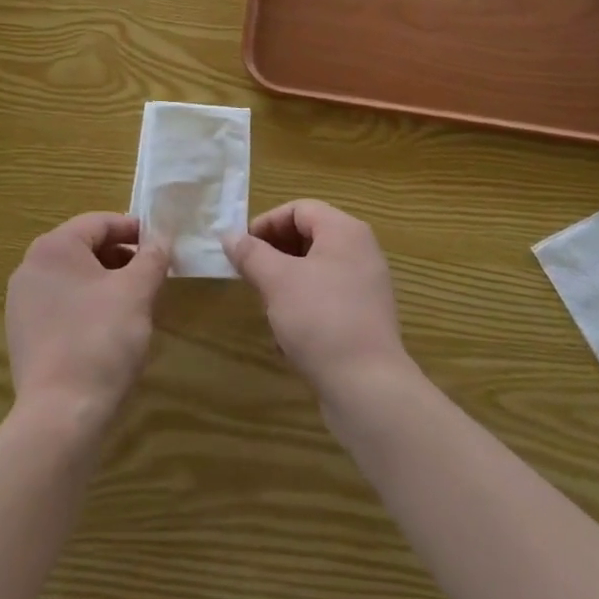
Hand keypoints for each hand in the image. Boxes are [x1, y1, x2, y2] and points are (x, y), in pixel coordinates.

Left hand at [6, 212, 169, 431]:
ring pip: (73, 277)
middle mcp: (31, 267)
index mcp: (54, 247)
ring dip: (105, 282)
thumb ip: (152, 257)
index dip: (134, 230)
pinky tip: (109, 330)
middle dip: (121, 257)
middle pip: (85, 248)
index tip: (161, 245)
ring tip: (135, 303)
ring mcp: (22, 303)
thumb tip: (160, 238)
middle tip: (152, 275)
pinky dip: (87, 305)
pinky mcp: (23, 335)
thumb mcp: (137, 292)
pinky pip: (61, 304)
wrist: (60, 416)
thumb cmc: (101, 340)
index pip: (100, 222)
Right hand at [226, 200, 412, 402]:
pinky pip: (327, 299)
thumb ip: (251, 254)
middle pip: (308, 237)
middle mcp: (361, 252)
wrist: (369, 389)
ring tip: (266, 307)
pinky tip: (286, 338)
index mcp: (345, 231)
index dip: (266, 223)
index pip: (299, 209)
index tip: (242, 249)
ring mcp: (366, 287)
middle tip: (250, 276)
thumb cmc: (321, 320)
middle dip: (274, 254)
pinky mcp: (365, 320)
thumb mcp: (277, 281)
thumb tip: (229, 236)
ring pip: (315, 271)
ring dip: (286, 283)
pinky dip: (304, 308)